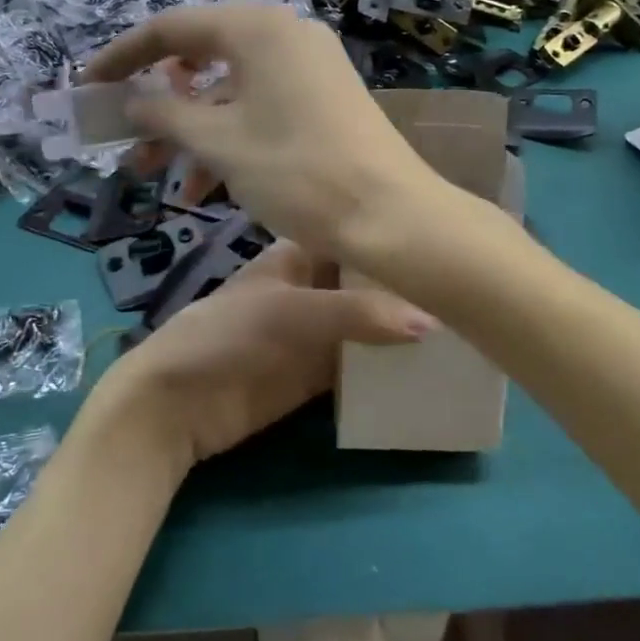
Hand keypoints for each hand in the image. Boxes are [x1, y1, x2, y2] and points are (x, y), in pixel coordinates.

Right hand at [83, 4, 441, 262]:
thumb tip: (128, 101)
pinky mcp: (323, 98)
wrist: (390, 216)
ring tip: (157, 177)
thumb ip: (163, 113)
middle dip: (157, 104)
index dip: (122, 57)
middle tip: (123, 140)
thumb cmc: (296, 171)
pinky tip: (205, 188)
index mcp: (257, 28)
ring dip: (190, 131)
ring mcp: (308, 66)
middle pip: (201, 59)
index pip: (171, 29)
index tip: (85, 86)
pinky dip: (228, 138)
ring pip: (229, 91)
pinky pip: (260, 107)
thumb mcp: (218, 143)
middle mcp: (284, 34)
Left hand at [87, 239, 433, 474]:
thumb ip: (358, 313)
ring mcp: (312, 334)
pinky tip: (426, 371)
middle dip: (404, 289)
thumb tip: (432, 321)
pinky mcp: (312, 376)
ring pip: (366, 327)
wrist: (176, 403)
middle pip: (364, 284)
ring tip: (459, 333)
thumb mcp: (293, 312)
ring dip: (400, 332)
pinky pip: (356, 369)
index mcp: (297, 255)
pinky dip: (384, 370)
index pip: (352, 237)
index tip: (444, 245)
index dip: (389, 237)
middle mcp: (310, 288)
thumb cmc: (228, 335)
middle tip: (463, 293)